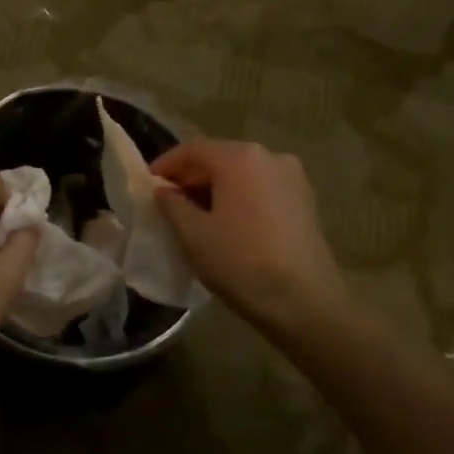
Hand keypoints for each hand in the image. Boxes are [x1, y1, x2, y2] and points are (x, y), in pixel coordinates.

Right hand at [150, 139, 352, 340]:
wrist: (306, 304)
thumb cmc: (242, 263)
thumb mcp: (193, 234)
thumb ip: (171, 204)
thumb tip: (162, 189)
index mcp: (240, 158)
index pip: (192, 149)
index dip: (165, 165)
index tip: (147, 185)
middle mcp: (269, 156)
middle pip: (219, 157)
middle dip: (191, 176)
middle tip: (168, 201)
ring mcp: (292, 177)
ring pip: (242, 174)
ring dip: (215, 188)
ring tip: (195, 214)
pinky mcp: (305, 200)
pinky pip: (261, 188)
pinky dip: (239, 197)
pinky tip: (228, 223)